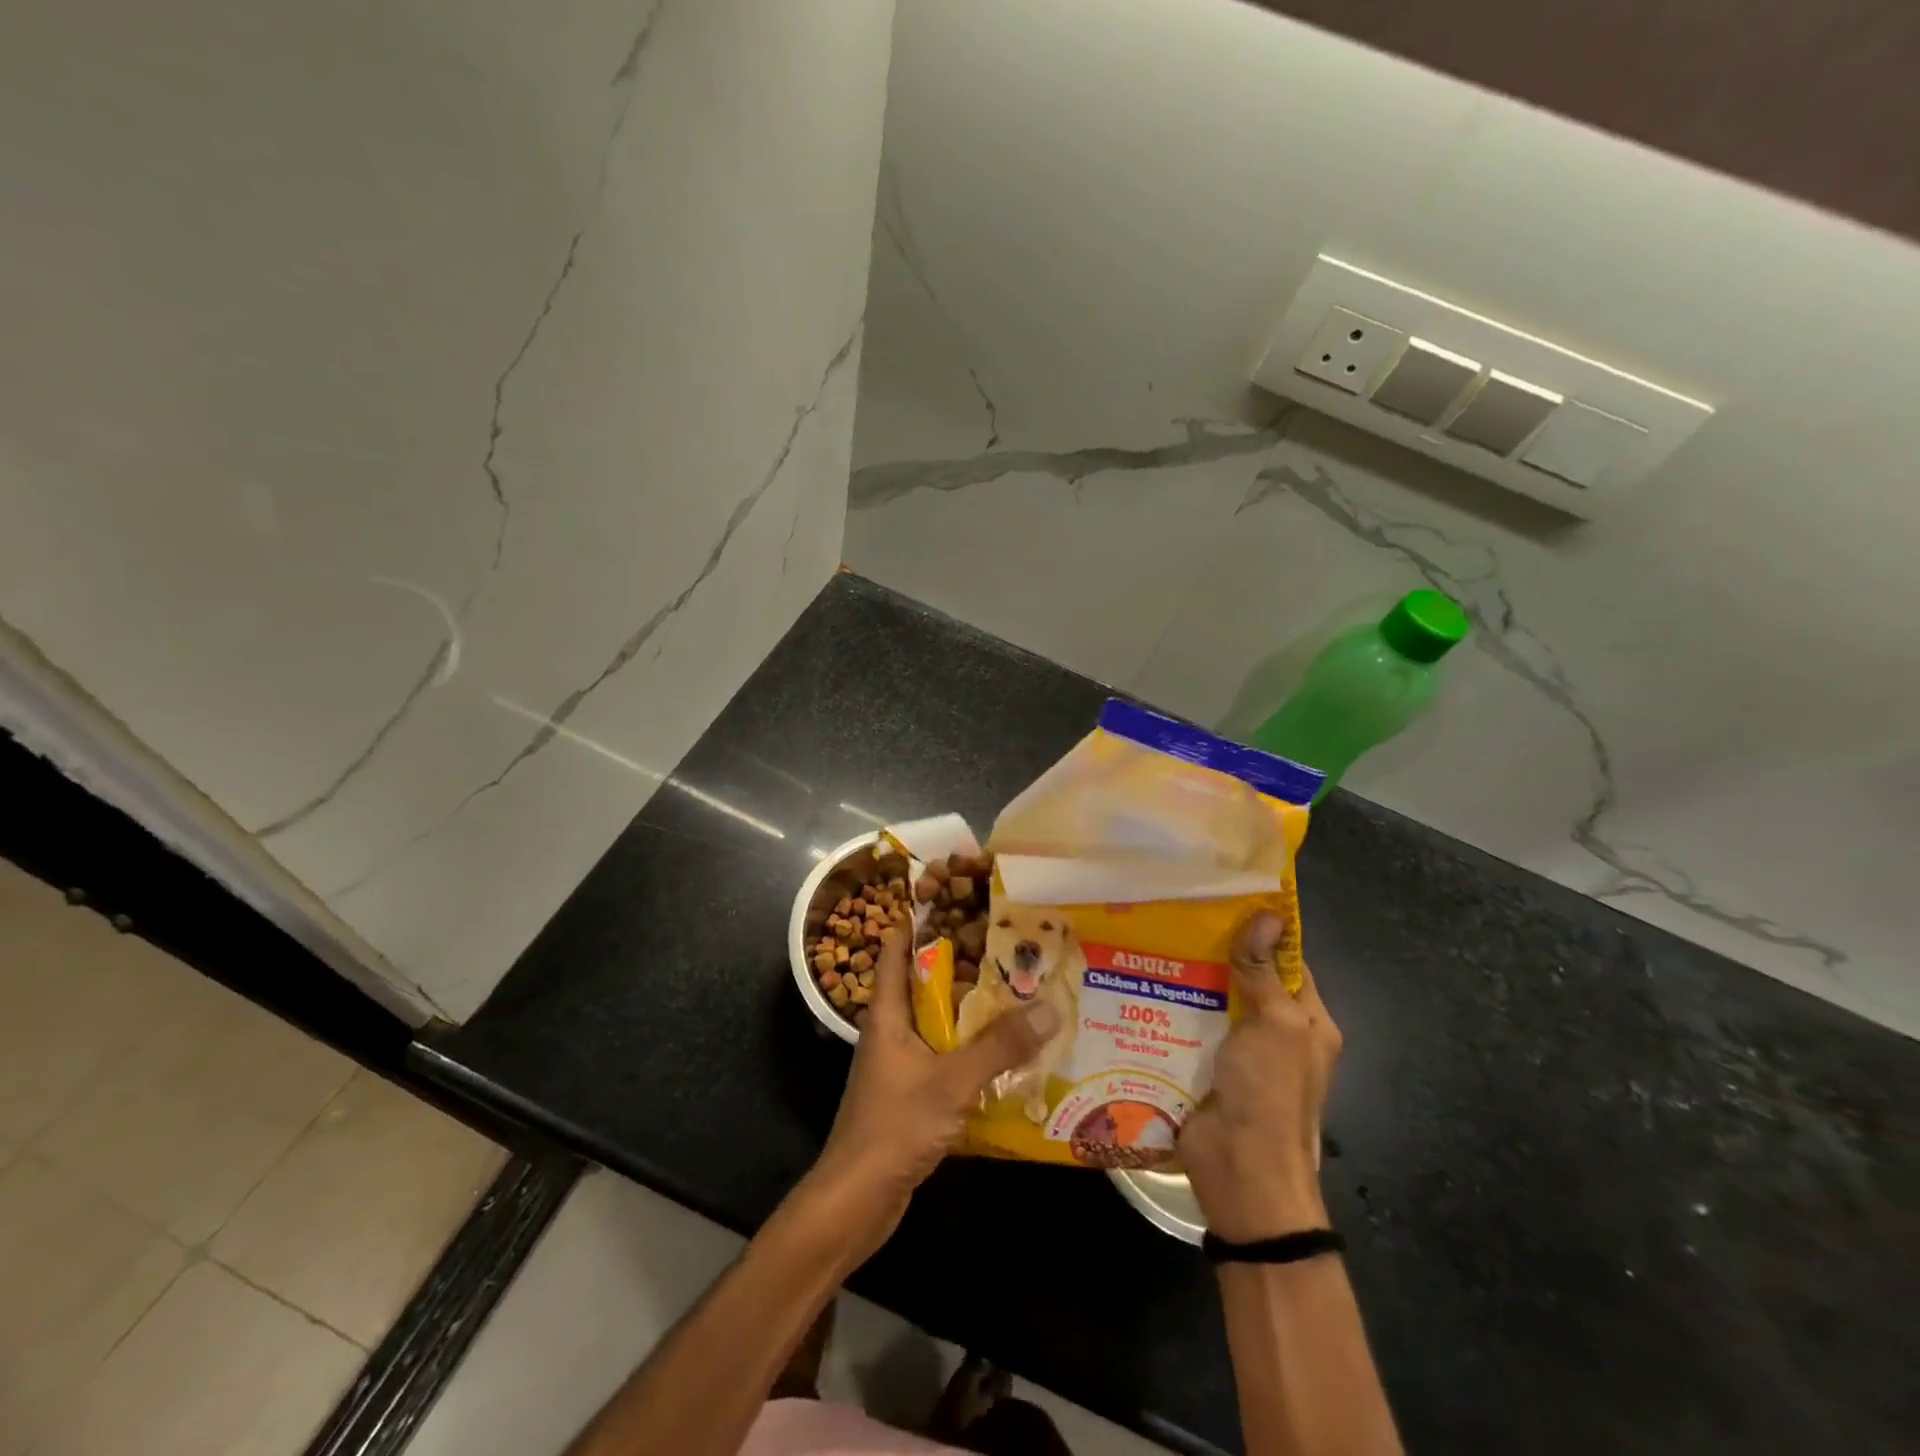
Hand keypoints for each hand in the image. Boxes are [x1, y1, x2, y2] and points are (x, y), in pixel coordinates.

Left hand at [801, 928, 1059, 1261]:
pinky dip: (971, 1051)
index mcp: (888, 1014)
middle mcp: (891, 1032)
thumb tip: (1049, 1007)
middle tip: (1007, 946)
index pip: (895, 952)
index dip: (917, 922)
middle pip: (925, 986)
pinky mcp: (912, 1095)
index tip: (953, 899)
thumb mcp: (952, 1081)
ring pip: (938, 1024)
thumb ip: (999, 1046)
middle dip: (962, 966)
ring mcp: (900, 1065)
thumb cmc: (895, 1126)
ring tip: (1017, 994)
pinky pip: (945, 1059)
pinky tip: (1007, 1054)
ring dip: (971, 1012)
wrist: (858, 1199)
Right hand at [1179, 912, 1341, 1241]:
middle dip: (1215, 950)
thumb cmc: (1270, 1094)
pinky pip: (1187, 1027)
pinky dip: (1169, 1007)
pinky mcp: (1202, 1065)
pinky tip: (1139, 982)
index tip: (1224, 897)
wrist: (1241, 1172)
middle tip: (1174, 912)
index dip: (1263, 931)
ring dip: (1186, 977)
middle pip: (1245, 979)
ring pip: (1211, 1000)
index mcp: (1307, 1023)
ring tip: (1148, 938)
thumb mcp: (1276, 1026)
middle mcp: (1274, 1033)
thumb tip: (1268, 915)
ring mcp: (1237, 1052)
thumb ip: (1264, 972)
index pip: (1288, 962)